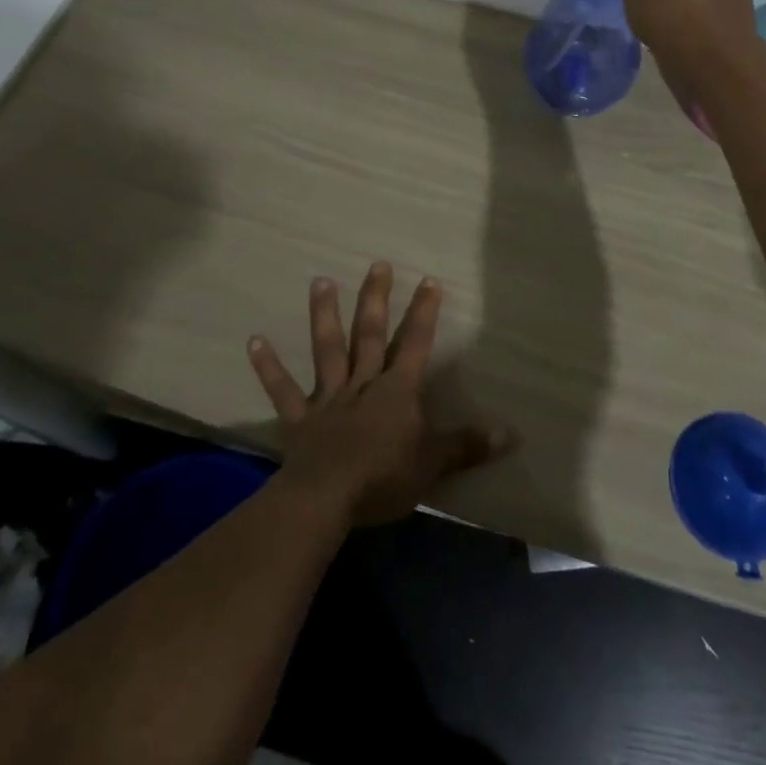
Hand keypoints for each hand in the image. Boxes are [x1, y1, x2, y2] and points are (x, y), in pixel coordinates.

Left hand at [247, 263, 512, 525]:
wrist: (326, 499)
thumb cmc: (384, 477)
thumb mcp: (434, 463)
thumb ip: (468, 446)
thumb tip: (511, 434)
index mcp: (396, 390)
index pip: (415, 342)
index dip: (424, 312)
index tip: (428, 280)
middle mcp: (362, 384)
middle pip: (369, 334)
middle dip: (376, 299)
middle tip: (376, 265)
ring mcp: (328, 399)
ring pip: (327, 349)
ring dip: (323, 315)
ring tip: (320, 281)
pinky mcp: (299, 420)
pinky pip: (283, 391)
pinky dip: (268, 367)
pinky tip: (254, 341)